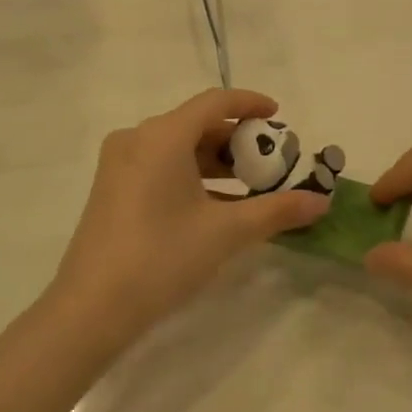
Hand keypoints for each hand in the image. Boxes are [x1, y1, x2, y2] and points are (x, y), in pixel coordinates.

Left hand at [48, 89, 327, 350]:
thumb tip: (321, 202)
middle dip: (236, 139)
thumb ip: (277, 210)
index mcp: (163, 135)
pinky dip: (191, 174)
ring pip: (177, 146)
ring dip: (214, 160)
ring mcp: (119, 163)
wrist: (90, 309)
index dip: (250, 103)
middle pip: (196, 123)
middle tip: (270, 160)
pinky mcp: (111, 187)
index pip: (215, 102)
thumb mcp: (226, 232)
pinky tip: (214, 204)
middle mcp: (137, 137)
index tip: (279, 115)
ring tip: (249, 184)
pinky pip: (160, 164)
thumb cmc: (162, 257)